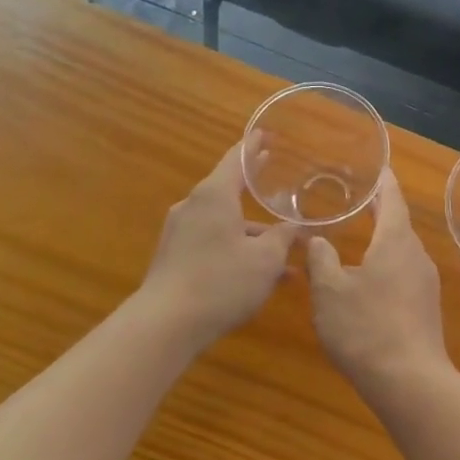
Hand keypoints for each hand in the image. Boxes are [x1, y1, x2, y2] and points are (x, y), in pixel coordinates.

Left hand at [140, 144, 299, 347]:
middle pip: (228, 189)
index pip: (236, 159)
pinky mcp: (174, 257)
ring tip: (284, 252)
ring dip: (252, 233)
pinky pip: (212, 242)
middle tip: (271, 170)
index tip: (265, 134)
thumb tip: (295, 226)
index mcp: (214, 195)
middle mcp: (193, 206)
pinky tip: (259, 276)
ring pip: (224, 222)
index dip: (253, 146)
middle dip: (253, 185)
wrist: (165, 325)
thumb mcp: (265, 259)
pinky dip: (236, 249)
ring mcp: (180, 232)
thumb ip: (283, 237)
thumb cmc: (221, 282)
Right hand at [306, 169, 449, 390]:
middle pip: (399, 225)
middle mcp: (417, 256)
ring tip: (359, 239)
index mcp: (396, 241)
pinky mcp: (427, 309)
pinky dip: (387, 268)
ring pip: (402, 253)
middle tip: (357, 201)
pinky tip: (370, 283)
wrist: (410, 382)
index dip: (384, 182)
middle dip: (380, 212)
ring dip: (383, 243)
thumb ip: (322, 260)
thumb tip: (317, 239)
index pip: (392, 199)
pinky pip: (405, 276)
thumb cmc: (366, 327)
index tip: (378, 167)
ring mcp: (426, 284)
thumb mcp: (330, 292)